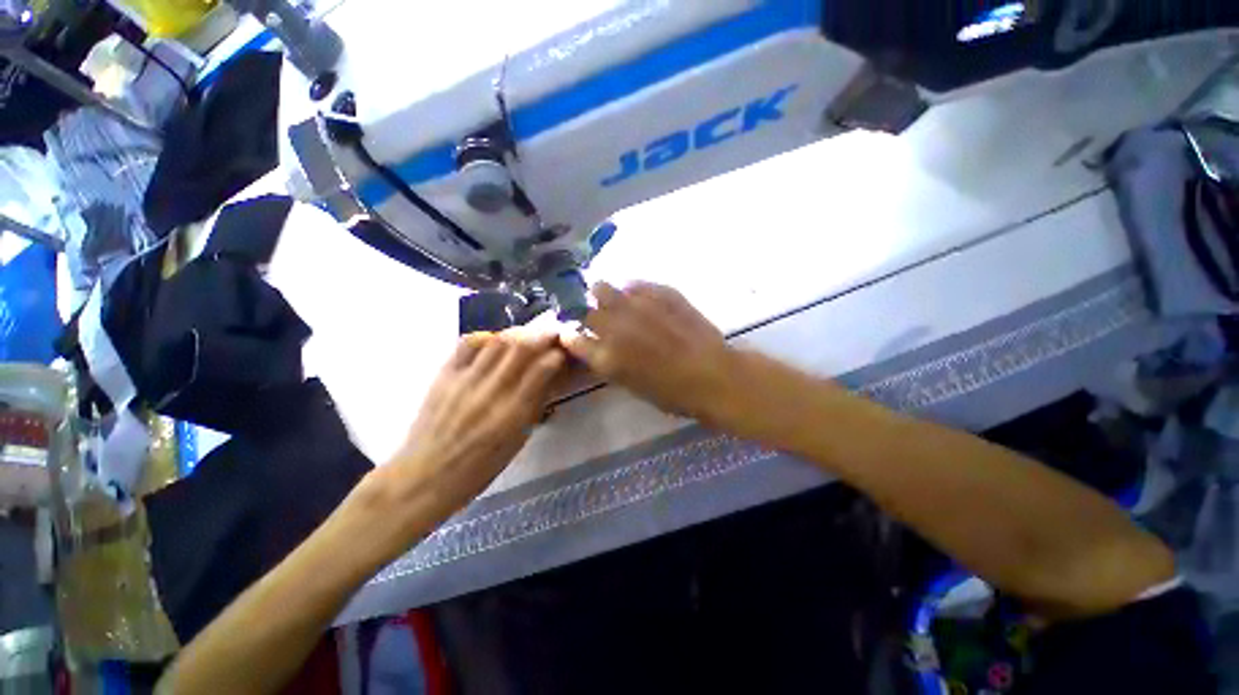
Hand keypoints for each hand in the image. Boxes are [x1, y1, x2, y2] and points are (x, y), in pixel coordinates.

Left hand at [387, 329, 565, 517]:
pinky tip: (493, 342)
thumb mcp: (517, 441)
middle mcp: (492, 391)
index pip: (543, 369)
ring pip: (497, 341)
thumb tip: (549, 379)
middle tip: (552, 333)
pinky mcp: (444, 375)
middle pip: (521, 347)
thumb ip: (534, 406)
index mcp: (513, 413)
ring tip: (528, 335)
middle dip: (542, 334)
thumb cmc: (479, 467)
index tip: (563, 353)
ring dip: (518, 333)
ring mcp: (466, 380)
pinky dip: (485, 337)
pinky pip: (467, 344)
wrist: (425, 476)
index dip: (557, 355)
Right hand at [561, 281, 735, 422]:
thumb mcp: (632, 386)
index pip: (573, 339)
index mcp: (606, 357)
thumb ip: (609, 363)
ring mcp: (636, 305)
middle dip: (591, 317)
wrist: (713, 376)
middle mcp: (614, 327)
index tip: (578, 336)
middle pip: (586, 312)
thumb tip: (599, 347)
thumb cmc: (673, 393)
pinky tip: (641, 298)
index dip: (574, 337)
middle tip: (603, 322)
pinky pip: (634, 284)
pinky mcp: (658, 292)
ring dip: (605, 296)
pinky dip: (633, 291)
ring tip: (618, 304)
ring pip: (603, 288)